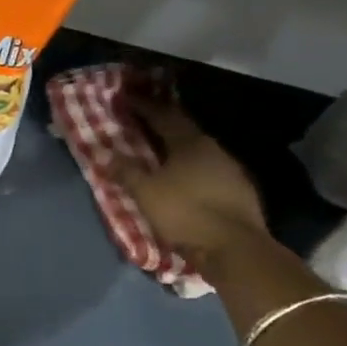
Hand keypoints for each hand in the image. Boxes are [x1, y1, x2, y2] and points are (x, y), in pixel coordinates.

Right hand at [110, 96, 266, 266]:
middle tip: (142, 120)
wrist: (236, 247)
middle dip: (162, 123)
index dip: (143, 106)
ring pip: (198, 150)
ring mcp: (230, 169)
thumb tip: (106, 154)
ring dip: (177, 147)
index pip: (163, 115)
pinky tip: (184, 178)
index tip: (126, 98)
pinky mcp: (239, 190)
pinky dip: (192, 168)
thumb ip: (126, 171)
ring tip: (160, 151)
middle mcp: (213, 148)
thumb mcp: (145, 192)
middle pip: (183, 129)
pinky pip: (208, 169)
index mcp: (189, 143)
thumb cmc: (185, 212)